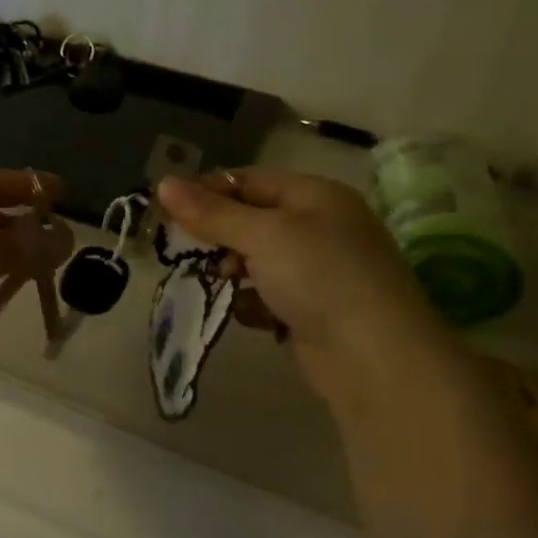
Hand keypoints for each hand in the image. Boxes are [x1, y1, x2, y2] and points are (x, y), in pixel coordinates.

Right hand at [156, 170, 449, 397]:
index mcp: (315, 196)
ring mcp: (317, 272)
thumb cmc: (320, 277)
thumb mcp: (262, 235)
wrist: (373, 356)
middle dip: (219, 238)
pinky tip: (254, 317)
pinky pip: (267, 297)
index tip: (166, 210)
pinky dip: (254, 305)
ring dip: (233, 273)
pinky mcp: (311, 311)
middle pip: (250, 222)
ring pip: (255, 262)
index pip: (248, 181)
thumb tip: (163, 182)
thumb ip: (211, 213)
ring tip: (224, 285)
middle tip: (192, 254)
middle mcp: (319, 228)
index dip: (207, 192)